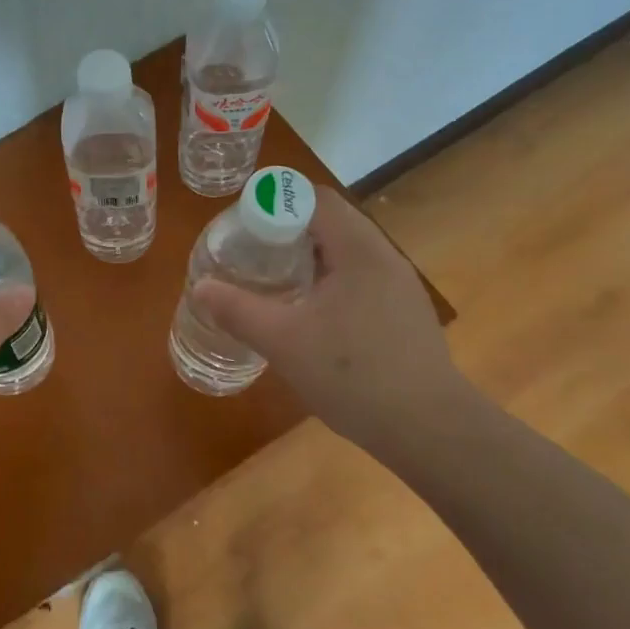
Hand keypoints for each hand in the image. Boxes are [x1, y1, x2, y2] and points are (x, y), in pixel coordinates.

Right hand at [192, 188, 471, 450]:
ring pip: (347, 252)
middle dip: (288, 230)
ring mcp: (399, 286)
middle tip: (252, 253)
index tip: (244, 226)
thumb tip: (199, 287)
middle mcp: (383, 257)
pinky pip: (361, 278)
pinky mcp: (405, 313)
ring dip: (310, 257)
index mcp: (358, 250)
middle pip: (331, 222)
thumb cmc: (354, 375)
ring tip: (276, 281)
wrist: (430, 430)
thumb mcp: (283, 341)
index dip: (276, 202)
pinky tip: (313, 316)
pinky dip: (330, 281)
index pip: (315, 198)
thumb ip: (238, 310)